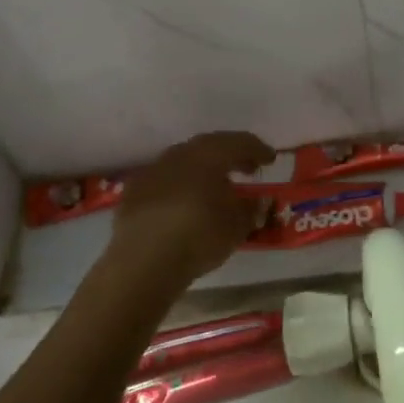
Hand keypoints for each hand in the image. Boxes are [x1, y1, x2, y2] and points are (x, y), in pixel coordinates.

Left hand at [105, 131, 273, 296]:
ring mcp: (153, 170)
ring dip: (202, 169)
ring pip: (184, 161)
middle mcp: (181, 153)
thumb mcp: (238, 225)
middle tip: (246, 168)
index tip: (270, 159)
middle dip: (230, 155)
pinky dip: (179, 185)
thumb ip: (251, 209)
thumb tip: (259, 201)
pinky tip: (183, 202)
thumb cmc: (200, 235)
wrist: (144, 260)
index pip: (240, 142)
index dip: (258, 149)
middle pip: (210, 146)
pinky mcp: (133, 190)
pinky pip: (164, 179)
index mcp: (210, 154)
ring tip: (214, 186)